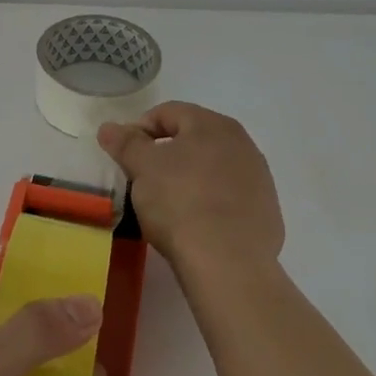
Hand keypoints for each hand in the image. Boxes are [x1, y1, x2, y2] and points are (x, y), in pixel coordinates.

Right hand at [98, 102, 284, 281]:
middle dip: (165, 154)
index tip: (124, 155)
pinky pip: (229, 199)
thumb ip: (125, 143)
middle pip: (193, 139)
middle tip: (143, 179)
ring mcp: (259, 179)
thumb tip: (109, 127)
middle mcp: (243, 144)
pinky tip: (195, 225)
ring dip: (189, 178)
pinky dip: (210, 204)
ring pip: (213, 169)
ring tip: (168, 205)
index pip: (168, 113)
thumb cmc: (180, 202)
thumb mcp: (142, 167)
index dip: (140, 129)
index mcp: (213, 125)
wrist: (228, 262)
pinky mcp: (266, 213)